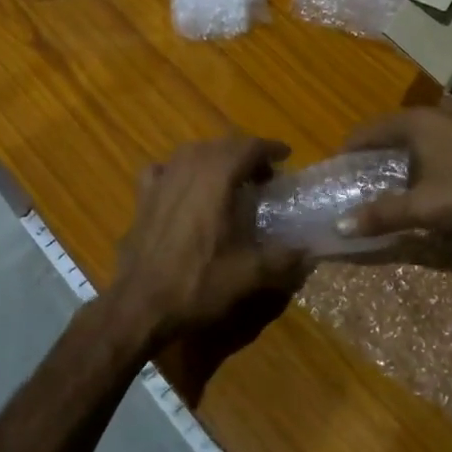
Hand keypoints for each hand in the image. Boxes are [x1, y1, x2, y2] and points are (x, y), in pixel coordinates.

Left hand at [105, 136, 304, 355]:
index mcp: (216, 178)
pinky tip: (183, 188)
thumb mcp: (250, 275)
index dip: (270, 148)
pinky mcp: (142, 198)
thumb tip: (310, 252)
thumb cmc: (198, 284)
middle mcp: (187, 169)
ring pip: (191, 153)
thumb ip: (284, 259)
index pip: (248, 147)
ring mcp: (161, 181)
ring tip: (229, 179)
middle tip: (264, 176)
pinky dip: (178, 171)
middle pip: (221, 146)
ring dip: (213, 159)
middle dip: (244, 154)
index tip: (285, 156)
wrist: (141, 305)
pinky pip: (162, 170)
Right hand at [339, 104, 451, 256]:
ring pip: (422, 141)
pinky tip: (436, 188)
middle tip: (361, 188)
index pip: (367, 131)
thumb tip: (339, 225)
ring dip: (405, 164)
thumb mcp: (426, 207)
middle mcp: (439, 113)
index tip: (336, 175)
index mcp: (417, 121)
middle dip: (376, 160)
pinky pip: (445, 148)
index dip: (348, 152)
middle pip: (393, 134)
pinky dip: (431, 165)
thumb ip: (382, 214)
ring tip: (395, 192)